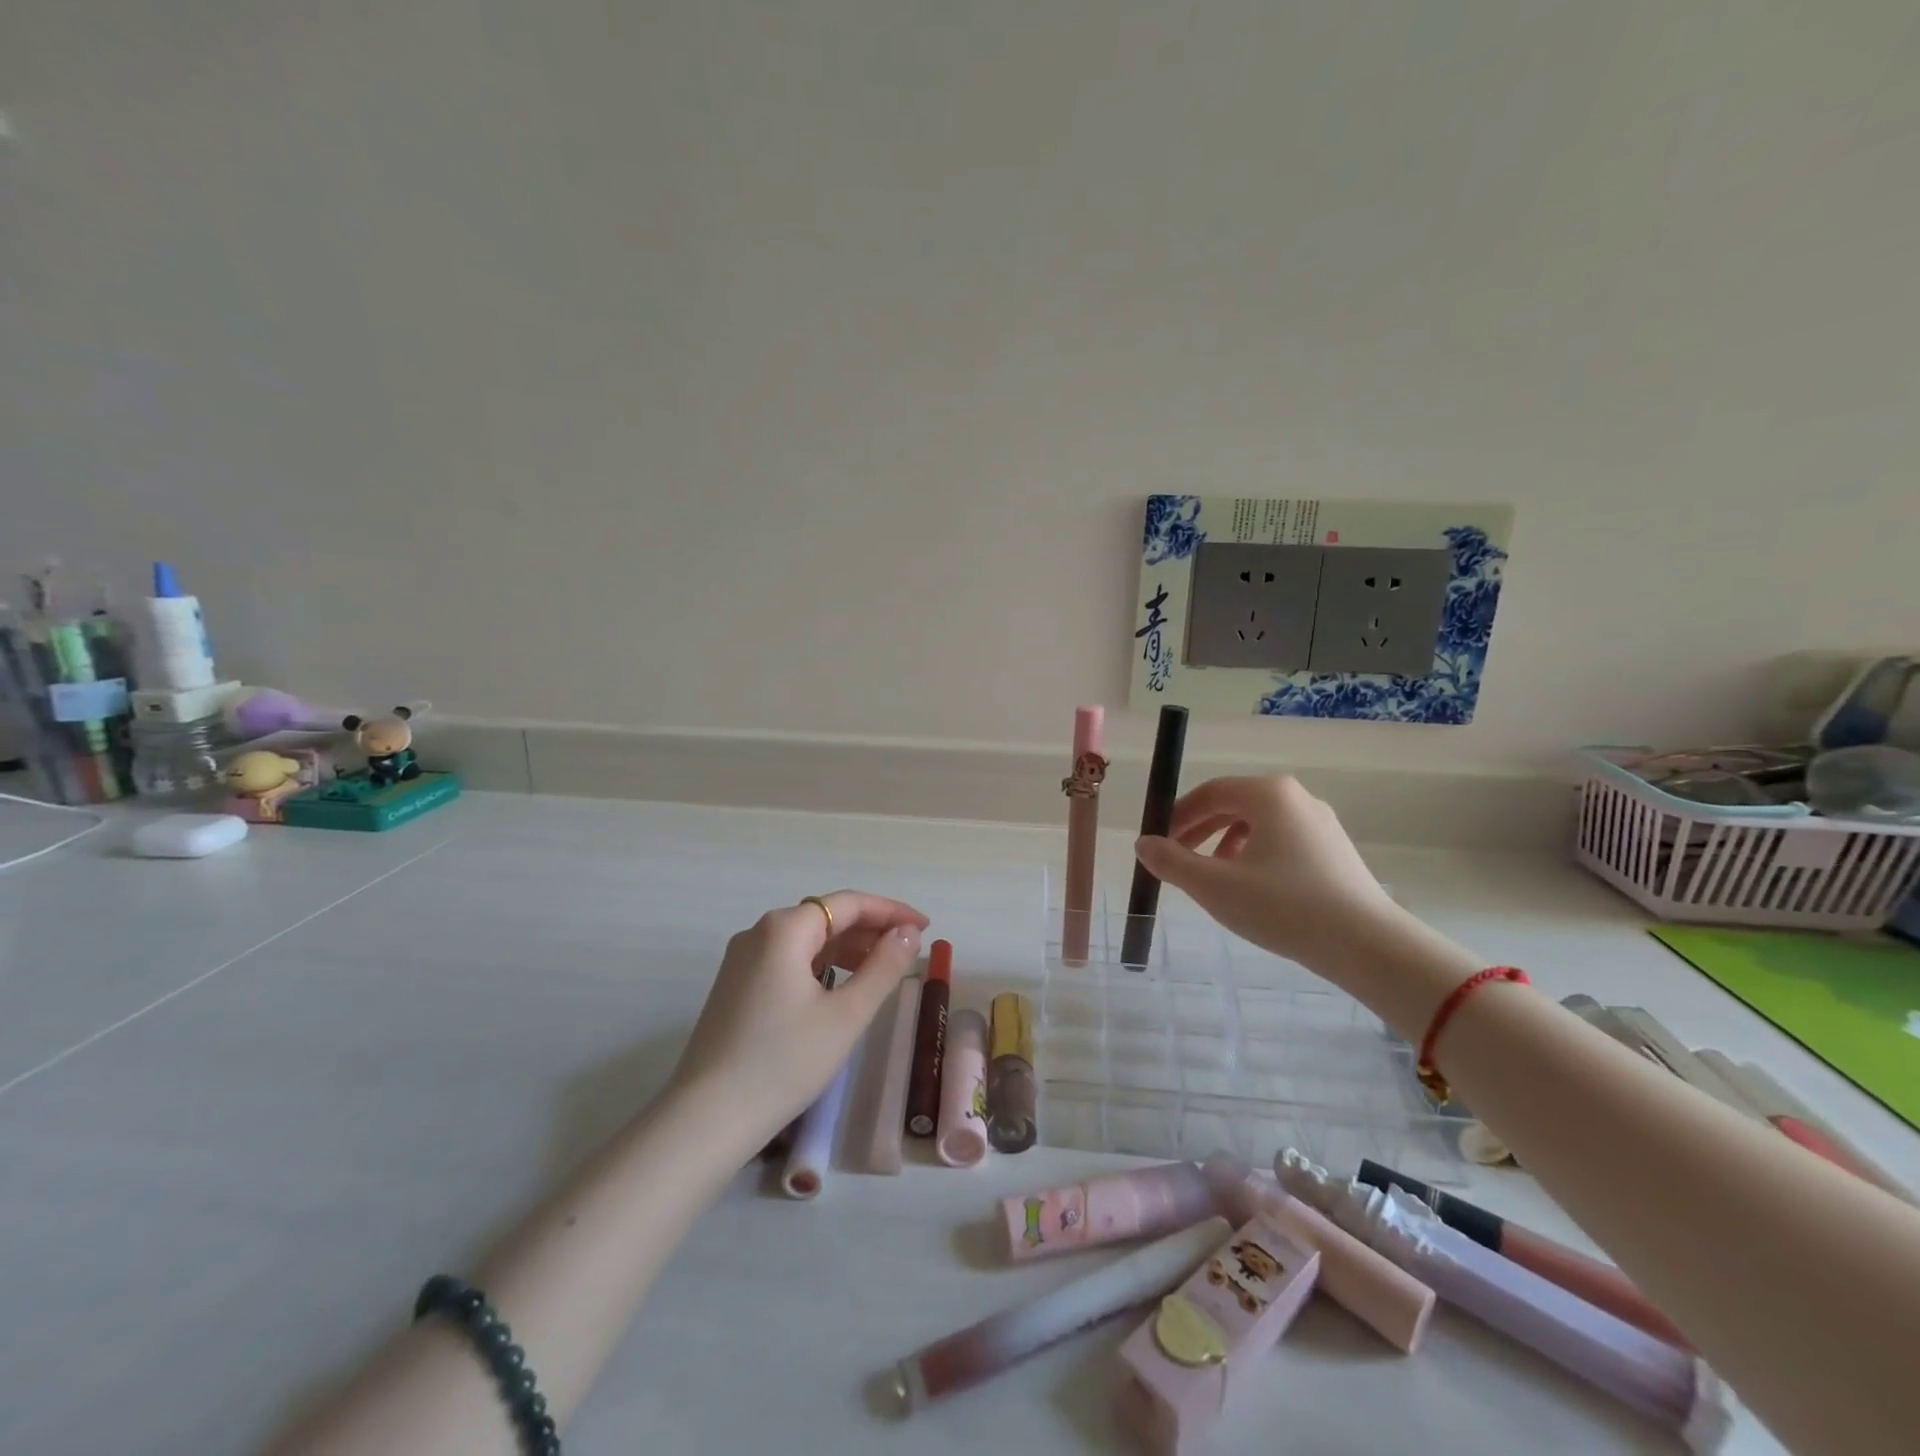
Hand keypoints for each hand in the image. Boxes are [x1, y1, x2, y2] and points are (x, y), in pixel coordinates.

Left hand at [668, 891, 928, 1145]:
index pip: (848, 903)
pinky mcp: (736, 986)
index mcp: (784, 928)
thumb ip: (883, 967)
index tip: (924, 928)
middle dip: (870, 930)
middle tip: (909, 952)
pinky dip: (821, 966)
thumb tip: (907, 934)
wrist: (707, 1119)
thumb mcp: (846, 1015)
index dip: (891, 911)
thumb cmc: (784, 1062)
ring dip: (847, 949)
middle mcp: (759, 933)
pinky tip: (840, 988)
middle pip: (826, 917)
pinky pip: (788, 961)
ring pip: (807, 940)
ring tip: (882, 971)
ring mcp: (742, 960)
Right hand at [1133, 776, 1398, 974]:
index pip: (1210, 792)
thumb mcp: (1214, 886)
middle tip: (1178, 858)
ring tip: (1213, 878)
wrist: (1366, 945)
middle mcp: (1296, 798)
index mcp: (1268, 794)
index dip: (1177, 815)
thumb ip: (1171, 861)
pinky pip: (1283, 841)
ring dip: (1226, 845)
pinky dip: (1256, 856)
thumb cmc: (1283, 906)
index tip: (1159, 842)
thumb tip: (1143, 844)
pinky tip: (1252, 890)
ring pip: (1259, 824)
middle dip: (1200, 830)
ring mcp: (1321, 823)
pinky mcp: (1336, 850)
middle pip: (1234, 804)